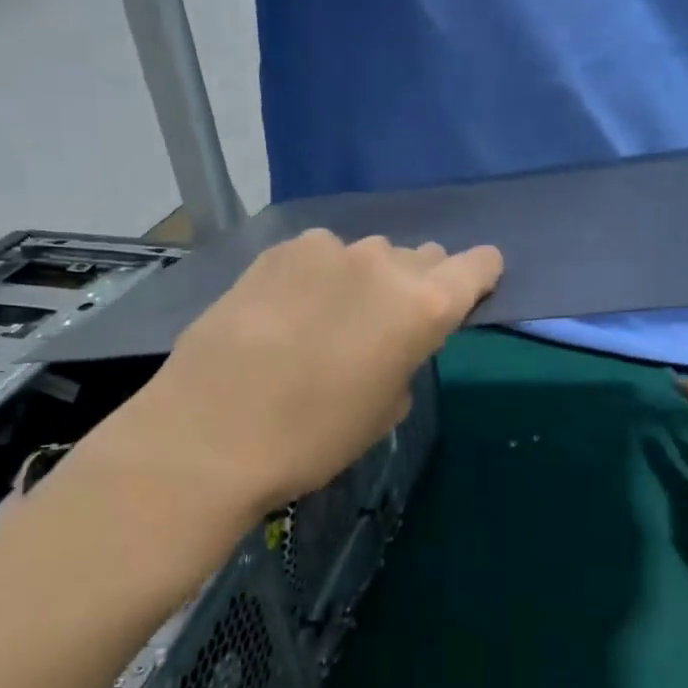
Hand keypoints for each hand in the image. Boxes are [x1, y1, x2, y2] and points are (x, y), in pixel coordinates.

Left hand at [98, 230, 502, 517]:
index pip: (477, 266)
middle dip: (416, 284)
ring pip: (366, 255)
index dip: (477, 278)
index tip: (466, 294)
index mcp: (423, 306)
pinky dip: (318, 276)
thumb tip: (393, 337)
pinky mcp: (278, 250)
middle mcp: (383, 263)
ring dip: (363, 280)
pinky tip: (288, 311)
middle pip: (422, 257)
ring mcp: (327, 249)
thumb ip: (407, 356)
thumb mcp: (384, 409)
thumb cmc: (313, 438)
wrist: (210, 433)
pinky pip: (319, 256)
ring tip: (328, 320)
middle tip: (386, 324)